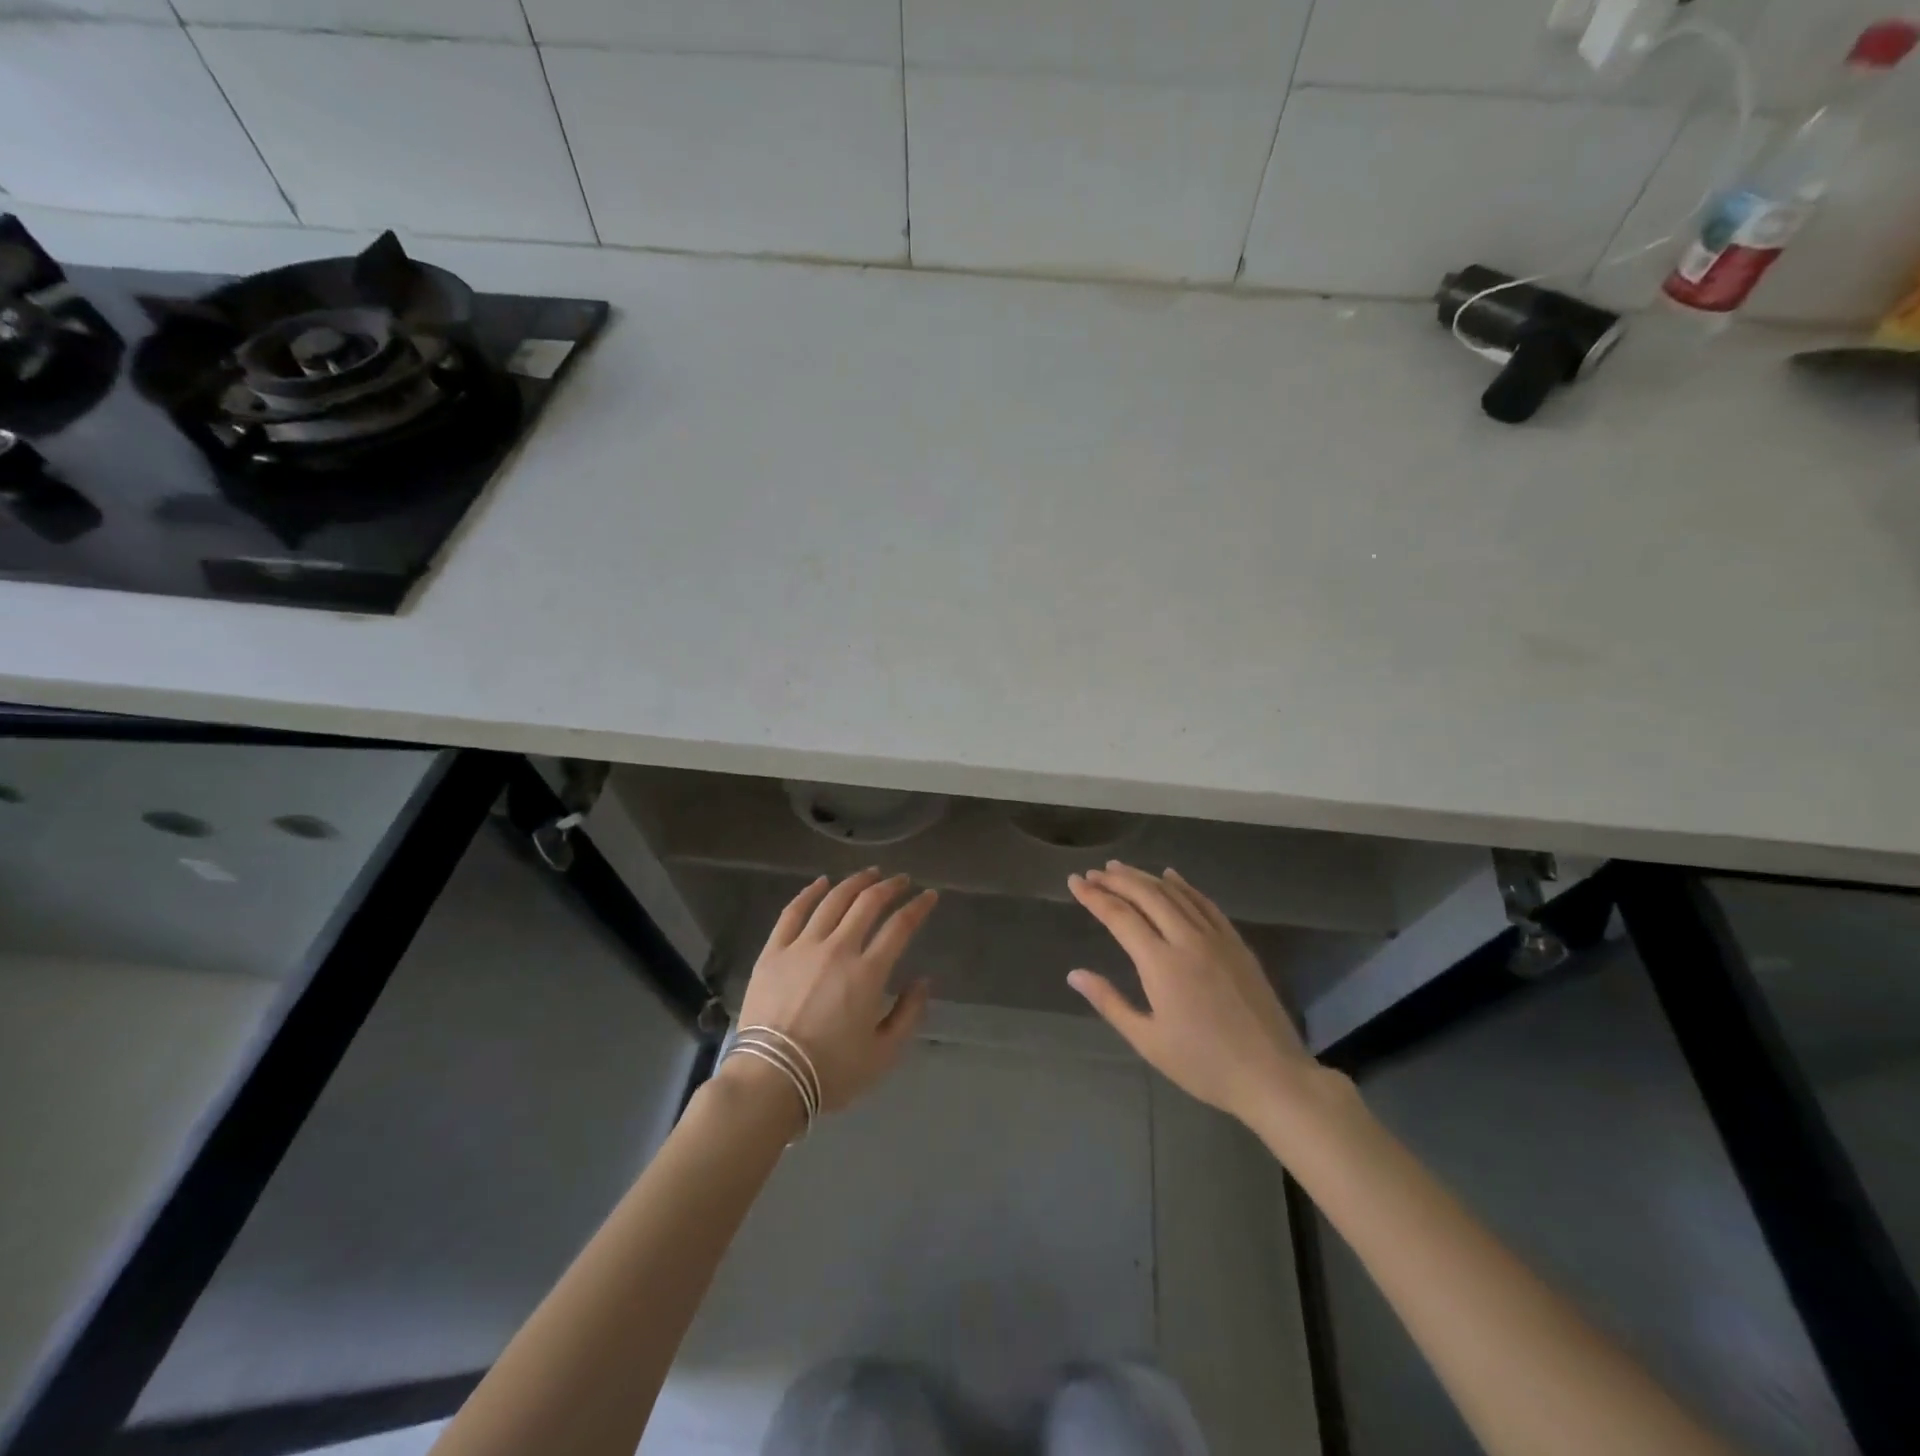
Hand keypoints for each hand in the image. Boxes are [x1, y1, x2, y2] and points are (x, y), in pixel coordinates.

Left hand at [733, 869, 936, 1113]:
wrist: (770, 1079)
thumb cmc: (831, 1072)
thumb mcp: (884, 1054)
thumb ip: (909, 1014)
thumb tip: (922, 981)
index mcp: (868, 973)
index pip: (900, 926)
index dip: (918, 907)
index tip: (929, 895)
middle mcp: (838, 949)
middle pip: (868, 903)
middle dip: (890, 886)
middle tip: (902, 880)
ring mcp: (802, 946)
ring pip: (833, 900)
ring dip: (855, 882)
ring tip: (869, 873)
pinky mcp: (773, 951)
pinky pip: (793, 911)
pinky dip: (810, 892)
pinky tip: (821, 882)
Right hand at [1068, 862, 1315, 1125]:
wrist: (1271, 1075)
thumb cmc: (1203, 1064)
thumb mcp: (1148, 1040)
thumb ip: (1109, 1002)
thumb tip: (1074, 974)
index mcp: (1161, 964)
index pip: (1120, 917)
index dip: (1094, 897)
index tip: (1074, 882)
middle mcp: (1187, 940)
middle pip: (1147, 895)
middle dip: (1116, 880)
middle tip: (1093, 873)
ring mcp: (1216, 938)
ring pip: (1175, 894)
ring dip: (1145, 877)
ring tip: (1120, 868)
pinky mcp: (1236, 944)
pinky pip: (1205, 903)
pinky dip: (1184, 886)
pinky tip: (1171, 876)